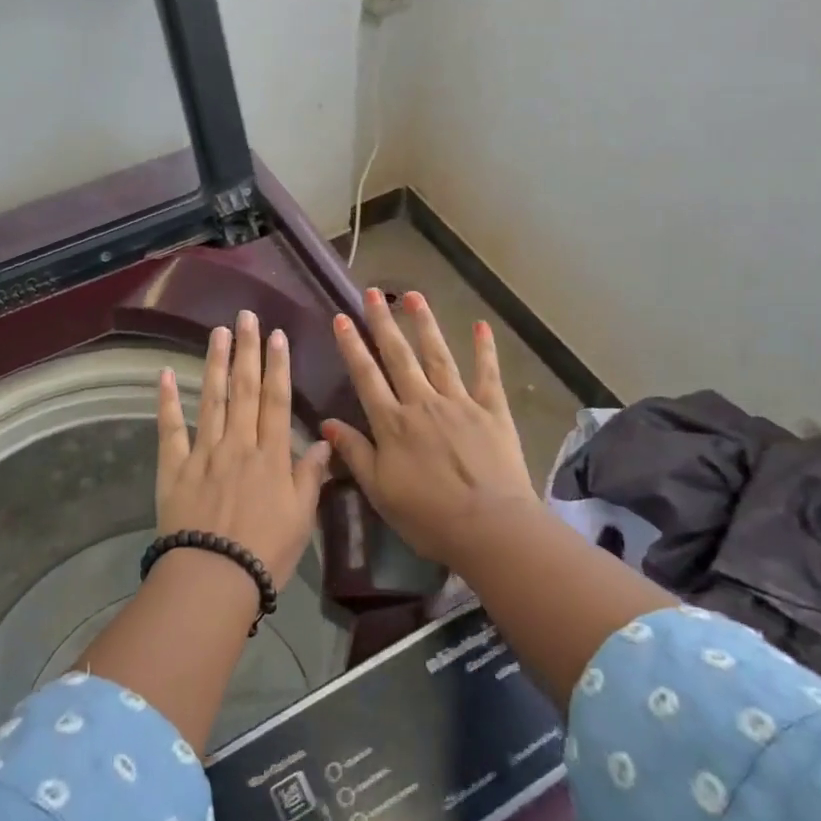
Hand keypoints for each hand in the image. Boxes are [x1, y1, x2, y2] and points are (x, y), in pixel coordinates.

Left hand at [155, 309, 332, 588]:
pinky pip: (171, 429)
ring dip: (215, 363)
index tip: (277, 335)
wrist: (213, 577)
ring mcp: (204, 453)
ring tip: (217, 332)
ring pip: (211, 399)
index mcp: (270, 456)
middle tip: (246, 316)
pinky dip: (167, 401)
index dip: (278, 366)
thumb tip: (326, 442)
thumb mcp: (300, 518)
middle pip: (245, 390)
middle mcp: (238, 444)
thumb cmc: (265, 553)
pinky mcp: (175, 468)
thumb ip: (310, 477)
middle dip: (247, 351)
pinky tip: (164, 374)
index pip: (277, 401)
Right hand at [322, 290, 539, 562]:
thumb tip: (327, 423)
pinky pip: (487, 374)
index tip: (341, 317)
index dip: (352, 346)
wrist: (490, 528)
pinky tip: (481, 325)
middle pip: (399, 356)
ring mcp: (460, 403)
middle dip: (383, 322)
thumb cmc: (428, 516)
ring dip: (424, 324)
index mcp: (393, 424)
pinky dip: (485, 349)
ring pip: (438, 356)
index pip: (366, 376)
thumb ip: (355, 453)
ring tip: (413, 296)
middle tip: (373, 292)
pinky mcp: (492, 411)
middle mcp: (423, 403)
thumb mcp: (380, 491)